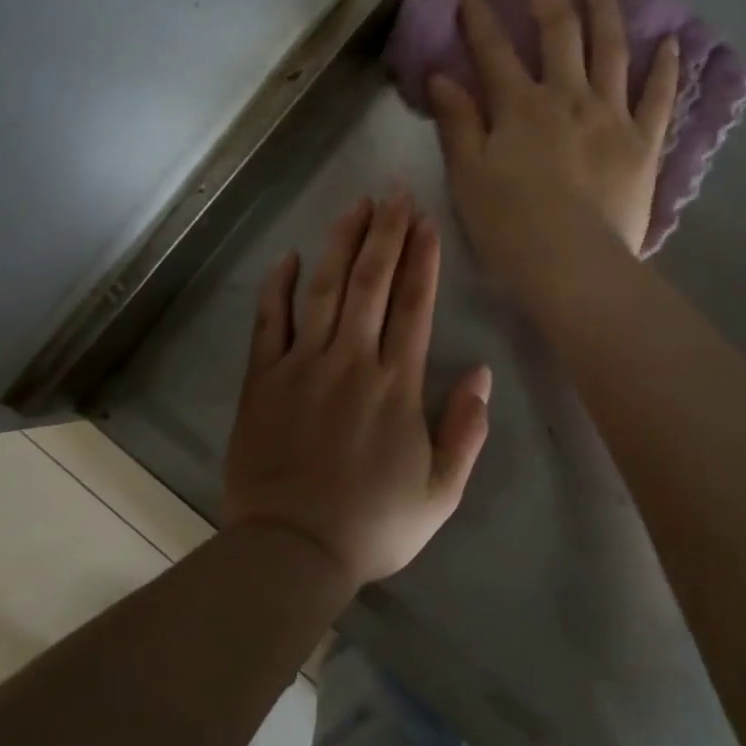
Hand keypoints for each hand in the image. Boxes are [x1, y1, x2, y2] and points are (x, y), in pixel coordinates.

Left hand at [222, 193, 492, 589]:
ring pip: (324, 290)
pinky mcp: (263, 379)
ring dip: (341, 243)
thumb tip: (482, 374)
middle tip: (394, 192)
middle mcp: (351, 361)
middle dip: (386, 233)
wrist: (292, 552)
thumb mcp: (441, 492)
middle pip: (371, 283)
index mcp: (396, 385)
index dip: (423, 259)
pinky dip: (278, 287)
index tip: (427, 221)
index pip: (414, 305)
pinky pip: (269, 322)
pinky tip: (288, 257)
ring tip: (356, 206)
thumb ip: (466, 431)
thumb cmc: (373, 525)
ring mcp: (302, 366)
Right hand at [429, 0, 678, 282]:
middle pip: (558, 33)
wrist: (573, 266)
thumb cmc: (510, 226)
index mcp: (520, 106)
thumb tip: (441, 77)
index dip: (479, 16)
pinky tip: (671, 42)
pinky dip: (665, 69)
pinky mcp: (644, 143)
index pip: (494, 50)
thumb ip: (457, 123)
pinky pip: (659, 98)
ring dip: (605, 10)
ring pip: (611, 51)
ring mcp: (612, 116)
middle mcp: (568, 97)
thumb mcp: (468, 175)